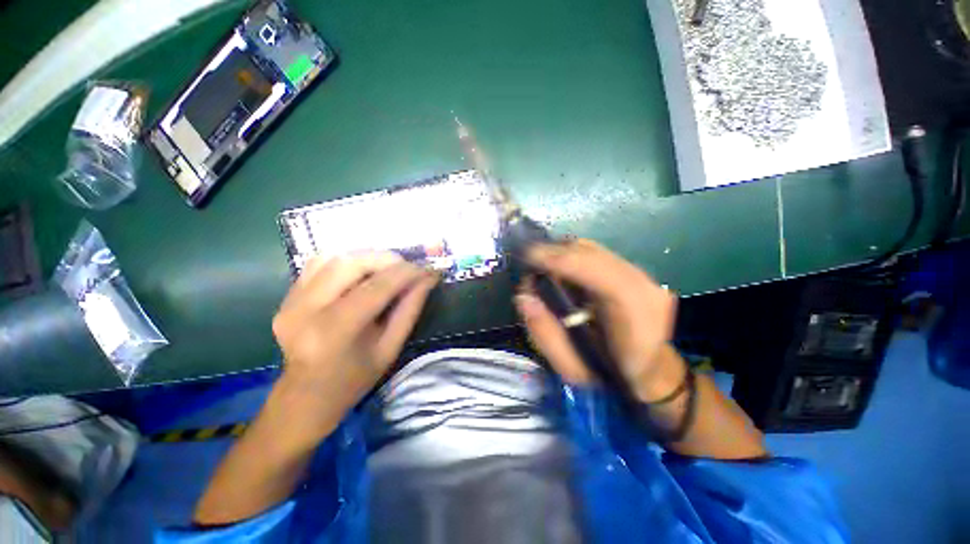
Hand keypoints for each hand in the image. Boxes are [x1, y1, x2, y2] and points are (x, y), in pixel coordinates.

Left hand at [271, 253, 438, 439]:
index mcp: (335, 331)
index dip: (406, 273)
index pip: (376, 287)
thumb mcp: (390, 348)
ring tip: (387, 269)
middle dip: (386, 259)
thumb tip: (427, 278)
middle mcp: (306, 310)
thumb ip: (410, 309)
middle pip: (350, 263)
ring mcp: (290, 302)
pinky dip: (346, 261)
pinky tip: (361, 272)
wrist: (305, 397)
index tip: (427, 269)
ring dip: (366, 257)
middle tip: (407, 267)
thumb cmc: (354, 379)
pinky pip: (318, 265)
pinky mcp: (286, 298)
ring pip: (332, 257)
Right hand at [514, 239, 684, 401]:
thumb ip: (545, 334)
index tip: (527, 257)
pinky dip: (572, 257)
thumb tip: (524, 297)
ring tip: (542, 267)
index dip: (558, 259)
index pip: (594, 271)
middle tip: (530, 266)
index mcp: (633, 313)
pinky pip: (595, 254)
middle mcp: (641, 284)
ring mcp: (641, 274)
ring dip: (561, 253)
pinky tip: (560, 270)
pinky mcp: (634, 271)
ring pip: (591, 249)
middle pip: (589, 252)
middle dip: (554, 253)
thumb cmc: (611, 376)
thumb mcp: (571, 368)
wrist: (651, 372)